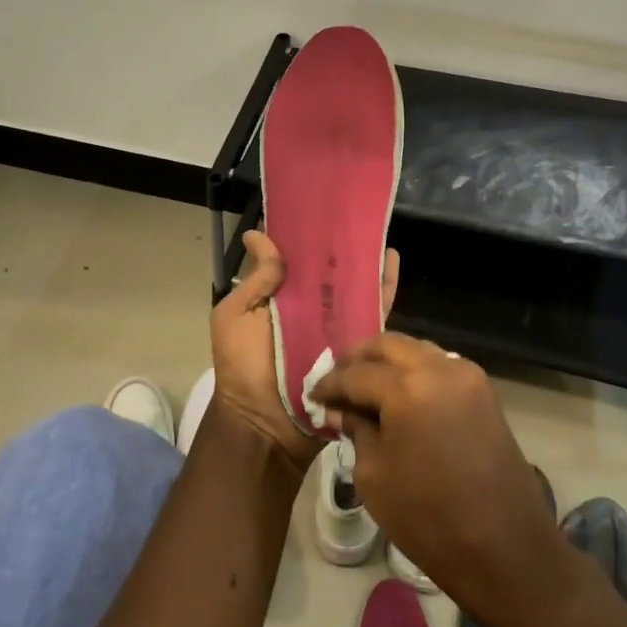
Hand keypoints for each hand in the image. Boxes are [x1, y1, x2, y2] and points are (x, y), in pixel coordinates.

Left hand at [208, 230, 398, 474]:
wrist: (266, 424)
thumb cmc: (242, 368)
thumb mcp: (234, 317)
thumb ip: (254, 280)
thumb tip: (257, 234)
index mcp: (280, 298)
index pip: (296, 259)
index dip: (304, 234)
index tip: (317, 203)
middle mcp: (310, 308)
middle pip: (329, 270)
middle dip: (341, 244)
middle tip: (355, 212)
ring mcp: (335, 325)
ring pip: (355, 286)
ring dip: (366, 259)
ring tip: (377, 229)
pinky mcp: (357, 343)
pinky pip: (374, 311)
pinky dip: (384, 286)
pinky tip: (392, 260)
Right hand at [310, 334, 557, 617]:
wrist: (505, 549)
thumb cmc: (429, 519)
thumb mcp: (374, 476)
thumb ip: (356, 431)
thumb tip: (343, 411)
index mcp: (408, 387)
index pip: (357, 374)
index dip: (330, 384)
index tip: (313, 395)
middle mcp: (439, 368)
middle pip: (389, 346)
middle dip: (359, 359)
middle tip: (338, 381)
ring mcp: (467, 376)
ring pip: (417, 350)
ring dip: (389, 362)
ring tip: (367, 386)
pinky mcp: (485, 392)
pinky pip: (441, 366)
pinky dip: (416, 371)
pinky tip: (400, 394)